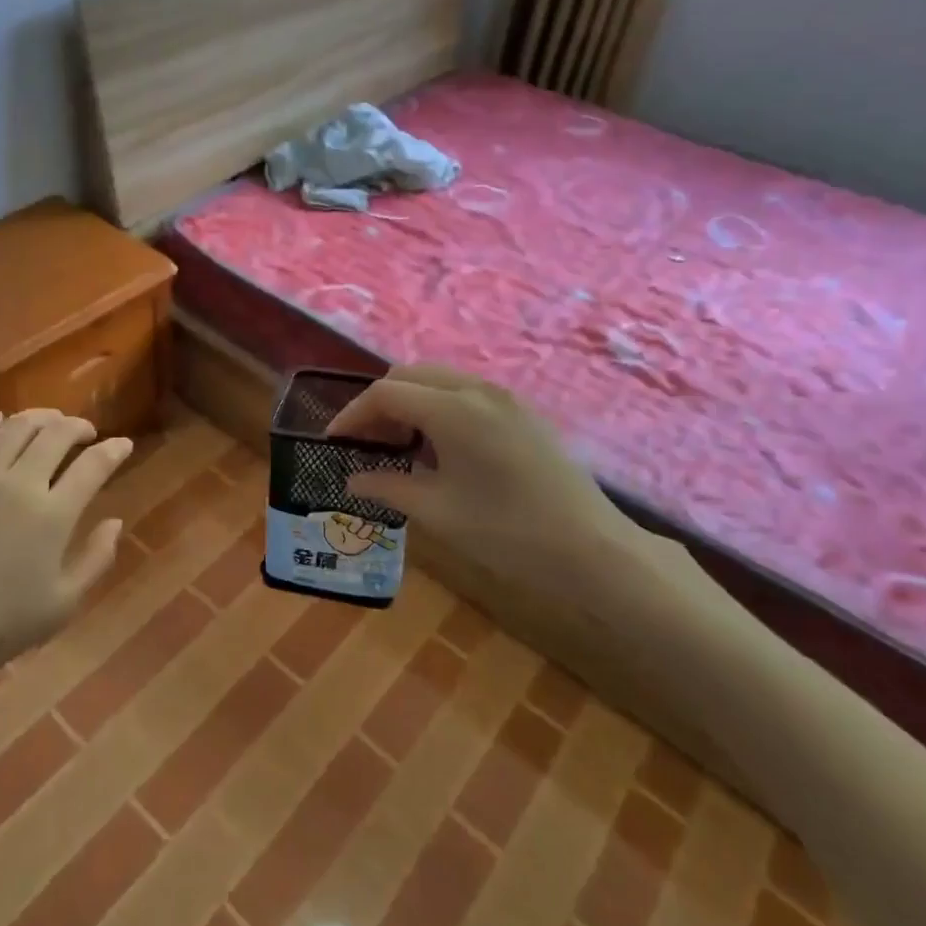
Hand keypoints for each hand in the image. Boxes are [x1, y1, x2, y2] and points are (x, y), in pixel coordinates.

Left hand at [0, 409, 131, 681]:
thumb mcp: (62, 605)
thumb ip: (96, 559)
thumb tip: (115, 521)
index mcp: (52, 515)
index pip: (93, 466)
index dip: (113, 450)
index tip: (123, 444)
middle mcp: (18, 483)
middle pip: (56, 435)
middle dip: (78, 426)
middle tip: (85, 432)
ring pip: (14, 427)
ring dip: (39, 417)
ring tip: (49, 421)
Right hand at [329, 365, 712, 625]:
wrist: (592, 549)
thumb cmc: (506, 532)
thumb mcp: (437, 512)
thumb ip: (387, 487)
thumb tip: (351, 480)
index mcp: (453, 409)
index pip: (386, 393)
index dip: (352, 414)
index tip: (333, 441)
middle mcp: (477, 389)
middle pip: (410, 375)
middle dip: (379, 402)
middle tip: (364, 441)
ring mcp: (505, 397)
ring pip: (439, 379)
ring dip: (409, 401)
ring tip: (396, 443)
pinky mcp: (522, 412)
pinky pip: (465, 392)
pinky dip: (437, 406)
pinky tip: (438, 445)